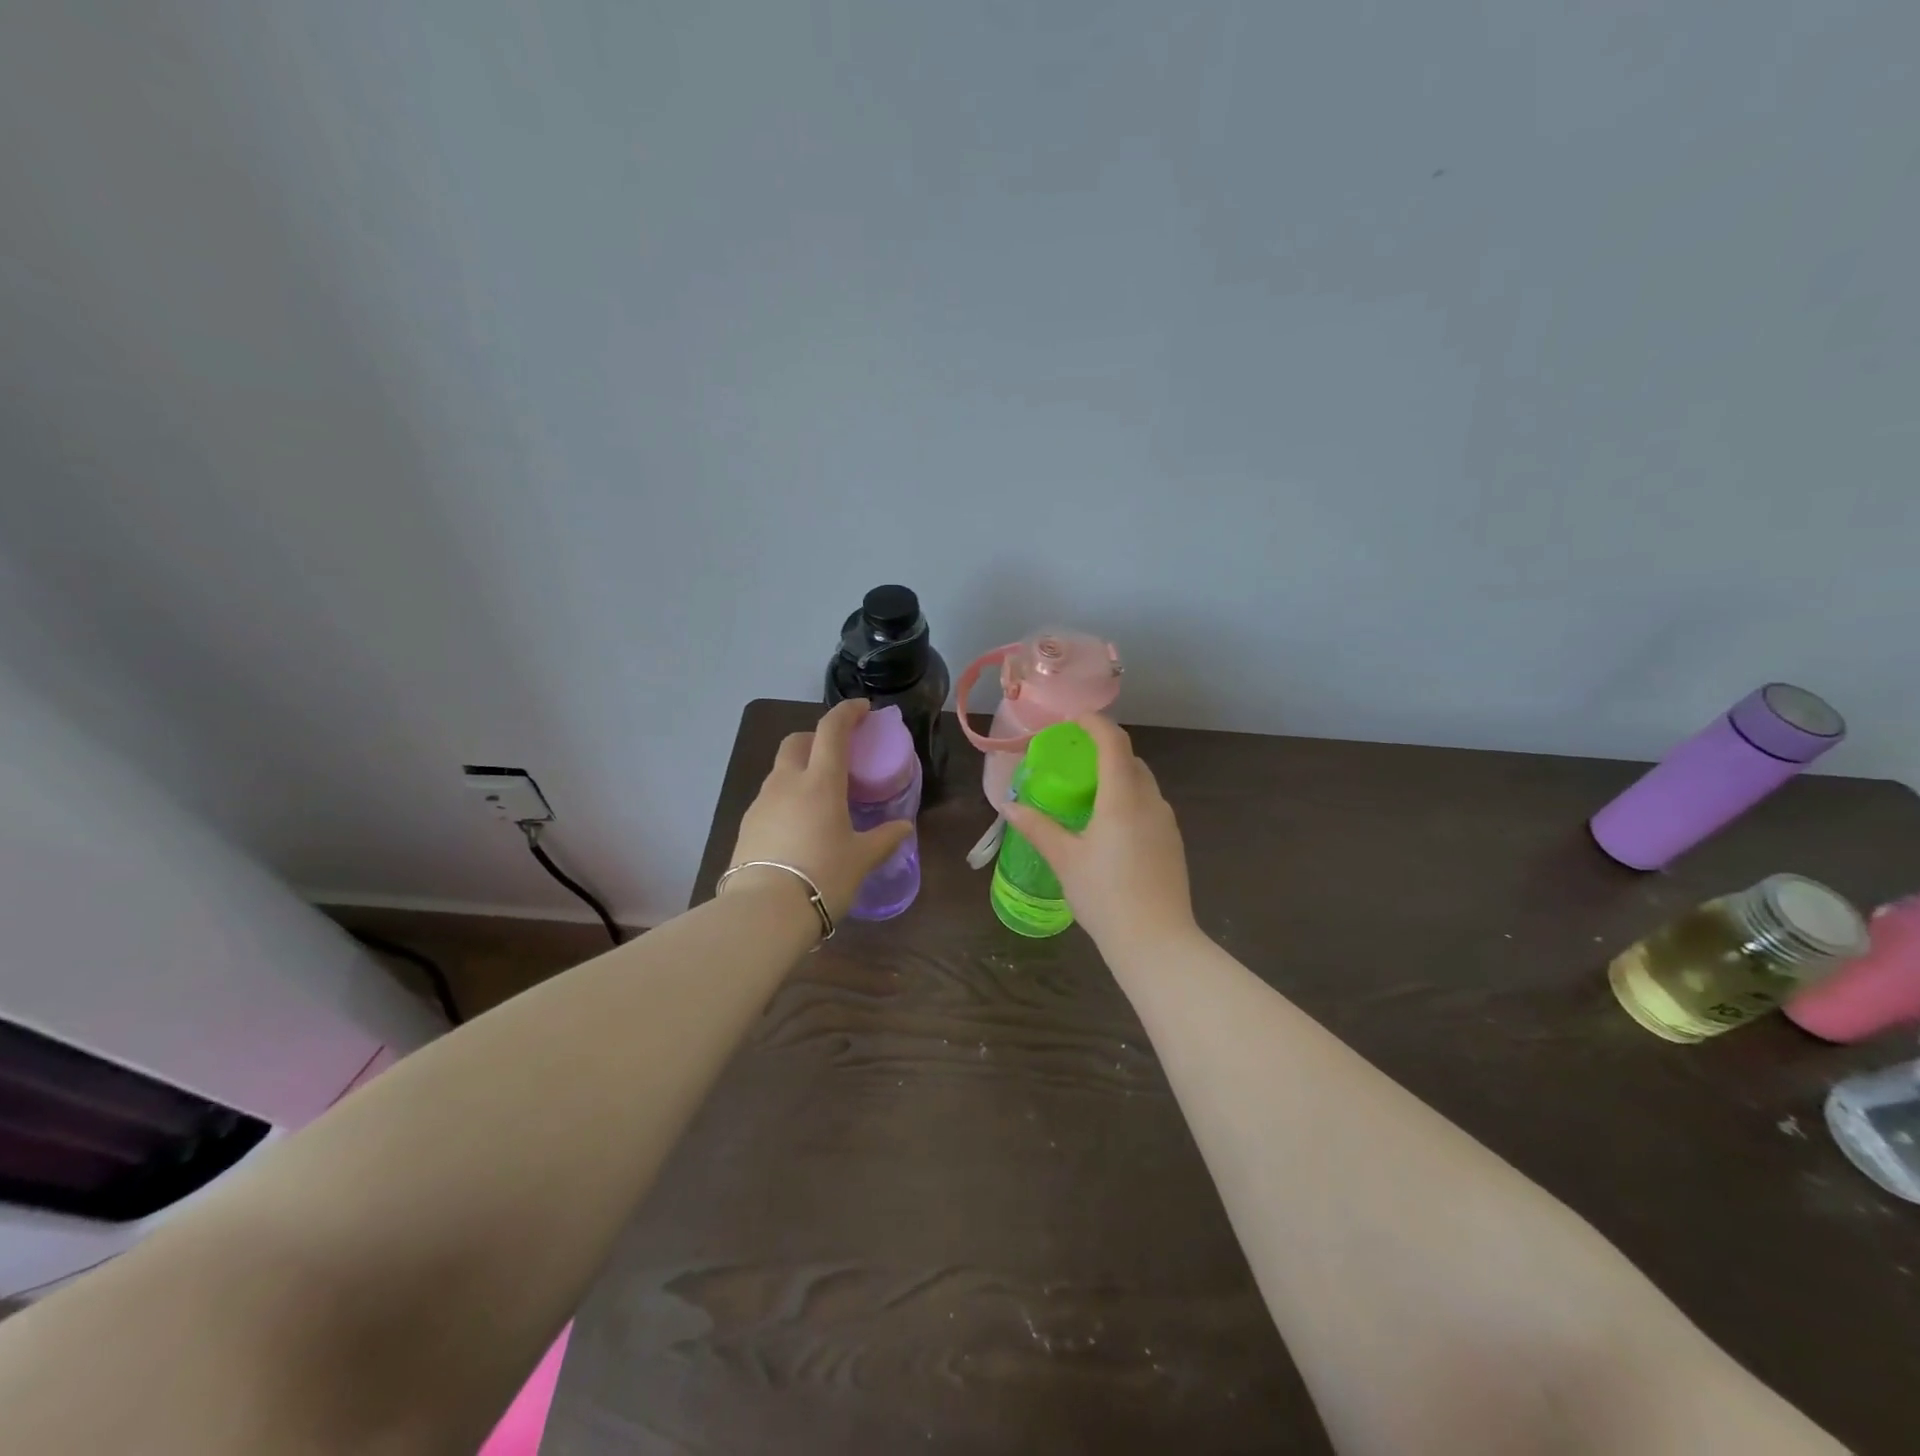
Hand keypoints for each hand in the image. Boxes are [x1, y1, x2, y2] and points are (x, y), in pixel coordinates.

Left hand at [727, 699, 914, 922]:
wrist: (764, 912)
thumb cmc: (823, 877)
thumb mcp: (862, 859)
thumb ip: (884, 838)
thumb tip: (903, 828)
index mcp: (820, 782)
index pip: (831, 730)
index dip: (847, 712)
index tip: (862, 709)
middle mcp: (787, 783)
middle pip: (797, 741)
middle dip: (816, 738)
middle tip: (837, 755)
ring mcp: (762, 802)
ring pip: (780, 770)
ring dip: (800, 769)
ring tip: (820, 796)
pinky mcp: (746, 825)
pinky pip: (770, 798)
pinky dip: (786, 797)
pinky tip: (798, 824)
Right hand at [1003, 714, 1198, 952]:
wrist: (1157, 942)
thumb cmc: (1105, 895)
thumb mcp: (1065, 860)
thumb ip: (1038, 827)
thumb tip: (1009, 806)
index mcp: (1123, 797)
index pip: (1114, 742)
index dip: (1094, 723)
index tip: (1072, 720)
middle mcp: (1150, 801)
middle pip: (1130, 760)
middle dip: (1104, 750)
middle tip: (1073, 759)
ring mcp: (1166, 822)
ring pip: (1142, 783)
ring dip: (1117, 776)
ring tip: (1088, 792)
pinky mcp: (1173, 842)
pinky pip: (1149, 805)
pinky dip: (1129, 799)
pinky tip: (1109, 826)